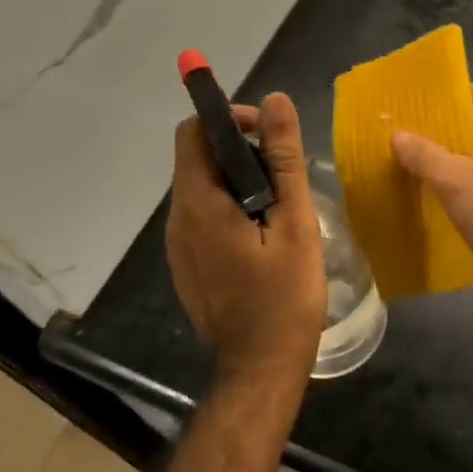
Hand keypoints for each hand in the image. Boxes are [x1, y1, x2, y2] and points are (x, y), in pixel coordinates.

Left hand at [166, 92, 326, 390]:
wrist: (260, 370)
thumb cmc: (284, 298)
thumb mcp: (294, 223)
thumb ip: (283, 160)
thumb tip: (274, 101)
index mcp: (199, 204)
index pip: (194, 132)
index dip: (228, 118)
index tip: (267, 131)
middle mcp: (178, 220)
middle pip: (197, 159)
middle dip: (240, 150)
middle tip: (285, 173)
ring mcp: (178, 246)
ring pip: (202, 189)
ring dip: (238, 181)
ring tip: (281, 205)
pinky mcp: (187, 265)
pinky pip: (202, 218)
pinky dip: (230, 208)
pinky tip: (264, 235)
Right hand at [393, 84, 472, 333]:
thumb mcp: (458, 181)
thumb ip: (424, 155)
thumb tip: (397, 134)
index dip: (456, 95)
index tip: (419, 103)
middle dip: (446, 131)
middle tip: (405, 132)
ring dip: (450, 164)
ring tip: (406, 162)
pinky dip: (460, 191)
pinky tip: (425, 196)